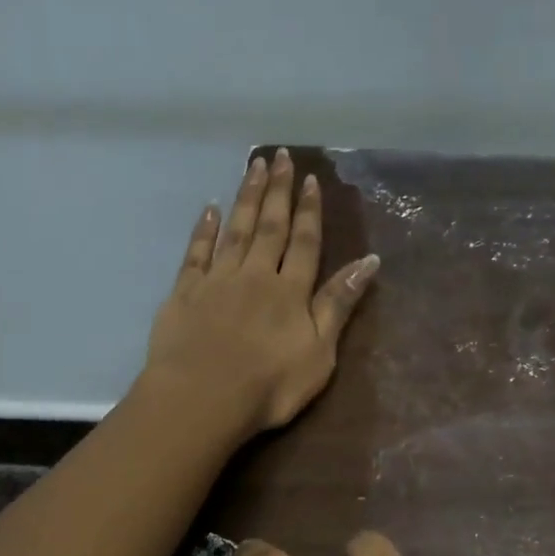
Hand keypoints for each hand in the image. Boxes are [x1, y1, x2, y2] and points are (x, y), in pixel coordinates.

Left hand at [144, 149, 379, 434]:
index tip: (310, 179)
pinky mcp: (185, 293)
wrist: (201, 398)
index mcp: (290, 291)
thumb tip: (369, 261)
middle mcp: (255, 275)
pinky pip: (196, 253)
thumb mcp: (319, 353)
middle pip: (269, 226)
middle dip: (277, 191)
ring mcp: (217, 281)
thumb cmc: (269, 386)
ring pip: (235, 230)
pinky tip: (210, 209)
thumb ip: (339, 305)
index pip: (305, 242)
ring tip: (252, 166)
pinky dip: (204, 229)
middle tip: (279, 157)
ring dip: (245, 197)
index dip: (309, 210)